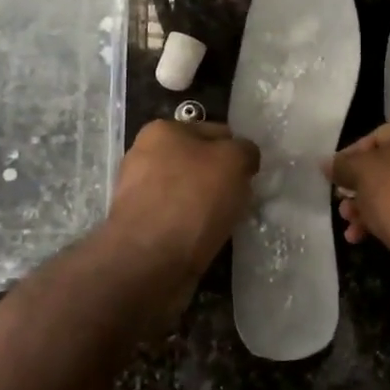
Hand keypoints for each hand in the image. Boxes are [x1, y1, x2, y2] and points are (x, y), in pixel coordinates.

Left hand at [107, 119, 259, 282]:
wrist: (149, 259)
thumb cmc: (193, 199)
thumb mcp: (234, 160)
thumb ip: (245, 151)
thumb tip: (244, 158)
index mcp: (163, 130)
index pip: (216, 132)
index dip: (238, 152)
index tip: (250, 176)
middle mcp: (145, 155)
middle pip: (200, 163)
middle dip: (221, 179)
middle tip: (240, 200)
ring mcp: (138, 192)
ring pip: (190, 192)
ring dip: (208, 205)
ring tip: (225, 222)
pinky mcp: (139, 225)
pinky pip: (178, 218)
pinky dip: (194, 227)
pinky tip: (206, 238)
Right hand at [326, 106, 389, 255]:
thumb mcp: (361, 170)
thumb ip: (342, 164)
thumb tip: (326, 164)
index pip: (382, 134)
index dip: (353, 156)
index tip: (336, 175)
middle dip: (363, 186)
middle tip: (342, 203)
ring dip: (371, 205)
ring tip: (349, 223)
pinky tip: (363, 236)